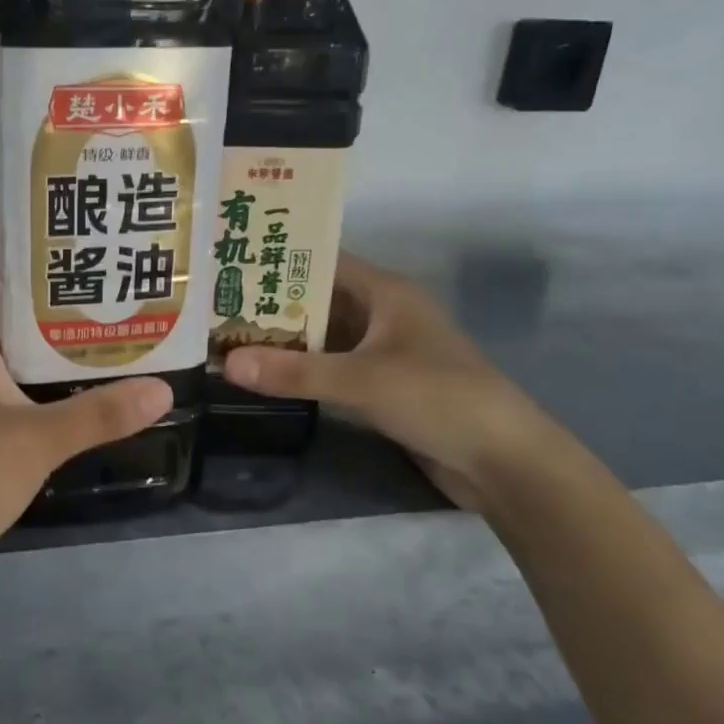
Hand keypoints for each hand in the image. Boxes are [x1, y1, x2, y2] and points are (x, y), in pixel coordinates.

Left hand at [0, 239, 171, 575]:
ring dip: (28, 333)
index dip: (0, 242)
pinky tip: (56, 390)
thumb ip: (100, 414)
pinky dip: (17, 372)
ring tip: (84, 328)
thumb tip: (163, 389)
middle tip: (88, 283)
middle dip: (31, 288)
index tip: (52, 240)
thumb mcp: (38, 441)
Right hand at [222, 253, 560, 512]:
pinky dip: (304, 369)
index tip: (233, 264)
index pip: (324, 261)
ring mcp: (385, 351)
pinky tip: (268, 374)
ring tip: (230, 337)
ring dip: (286, 340)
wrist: (504, 462)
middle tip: (219, 306)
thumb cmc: (437, 398)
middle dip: (273, 304)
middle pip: (319, 300)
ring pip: (325, 336)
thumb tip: (225, 363)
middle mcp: (384, 314)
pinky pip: (334, 367)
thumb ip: (294, 371)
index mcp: (386, 292)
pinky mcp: (385, 386)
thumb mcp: (361, 381)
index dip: (281, 261)